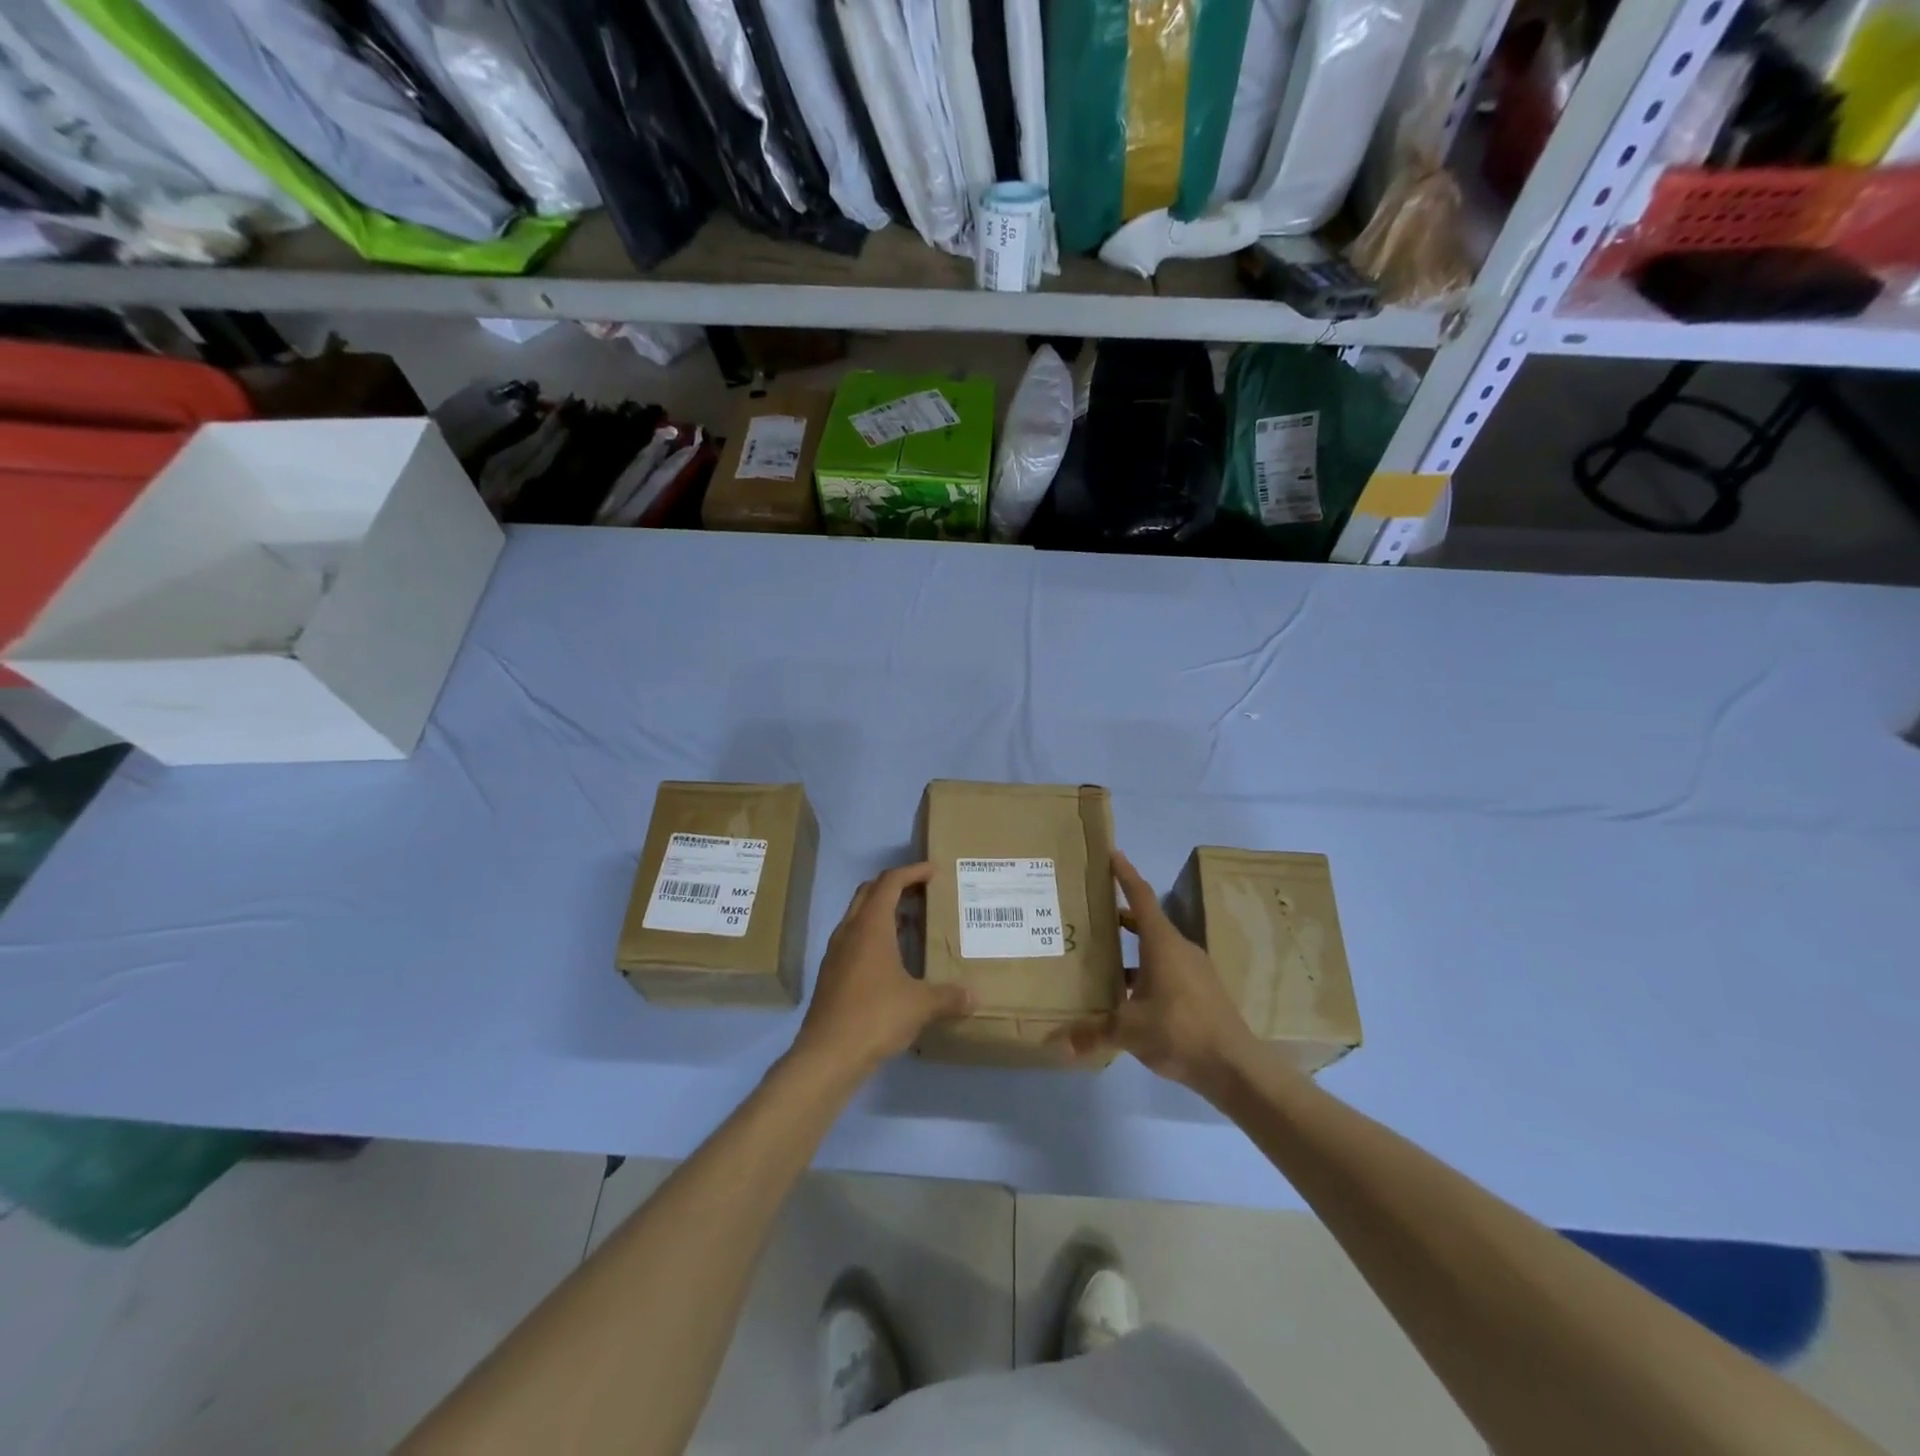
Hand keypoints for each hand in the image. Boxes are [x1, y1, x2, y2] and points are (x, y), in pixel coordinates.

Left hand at [791, 863, 972, 1080]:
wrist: (827, 1055)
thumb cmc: (876, 1016)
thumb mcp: (920, 1005)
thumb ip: (949, 997)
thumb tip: (974, 997)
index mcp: (871, 926)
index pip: (890, 882)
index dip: (912, 872)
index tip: (932, 871)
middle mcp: (850, 931)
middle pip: (869, 892)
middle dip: (894, 885)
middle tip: (921, 892)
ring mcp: (836, 952)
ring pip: (858, 916)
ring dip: (882, 911)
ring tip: (910, 922)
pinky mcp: (831, 974)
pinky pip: (853, 939)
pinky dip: (872, 935)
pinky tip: (891, 959)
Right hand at [1059, 851, 1260, 1099]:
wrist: (1236, 1067)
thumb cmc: (1180, 1031)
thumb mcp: (1129, 1031)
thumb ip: (1091, 1033)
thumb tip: (1054, 1044)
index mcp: (1162, 943)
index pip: (1140, 896)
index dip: (1125, 874)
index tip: (1111, 854)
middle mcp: (1180, 949)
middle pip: (1146, 922)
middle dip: (1119, 916)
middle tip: (1091, 912)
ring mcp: (1194, 970)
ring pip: (1157, 949)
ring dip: (1131, 948)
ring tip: (1101, 957)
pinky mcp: (1201, 992)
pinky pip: (1167, 970)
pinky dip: (1144, 973)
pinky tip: (1127, 996)